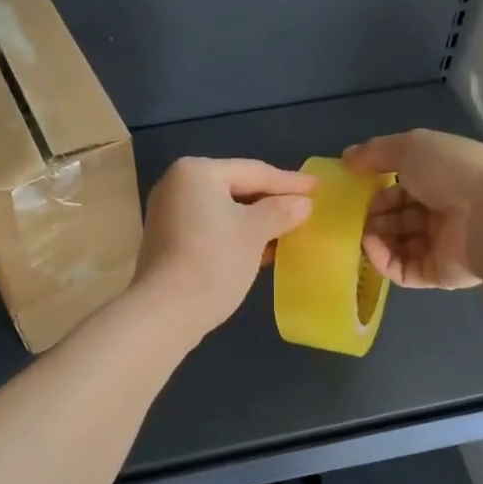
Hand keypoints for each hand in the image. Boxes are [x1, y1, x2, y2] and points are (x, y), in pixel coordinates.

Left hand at [131, 157, 315, 340]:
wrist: (165, 312)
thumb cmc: (214, 261)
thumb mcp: (255, 233)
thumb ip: (281, 211)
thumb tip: (302, 203)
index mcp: (196, 172)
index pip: (253, 172)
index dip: (288, 181)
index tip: (317, 187)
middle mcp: (177, 185)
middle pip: (236, 188)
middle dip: (271, 201)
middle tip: (305, 207)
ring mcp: (168, 214)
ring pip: (223, 211)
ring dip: (255, 221)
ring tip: (289, 230)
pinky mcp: (167, 242)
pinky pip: (210, 228)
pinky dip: (235, 235)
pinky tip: (261, 249)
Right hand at [343, 130, 482, 289]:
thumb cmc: (452, 172)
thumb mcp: (410, 146)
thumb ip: (376, 151)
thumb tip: (347, 157)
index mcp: (444, 177)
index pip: (403, 184)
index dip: (377, 185)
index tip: (355, 186)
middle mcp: (444, 210)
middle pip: (399, 215)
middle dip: (373, 213)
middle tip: (354, 213)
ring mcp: (442, 244)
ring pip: (398, 243)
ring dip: (374, 237)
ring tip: (359, 231)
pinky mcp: (438, 274)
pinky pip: (403, 270)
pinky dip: (382, 260)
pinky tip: (370, 247)